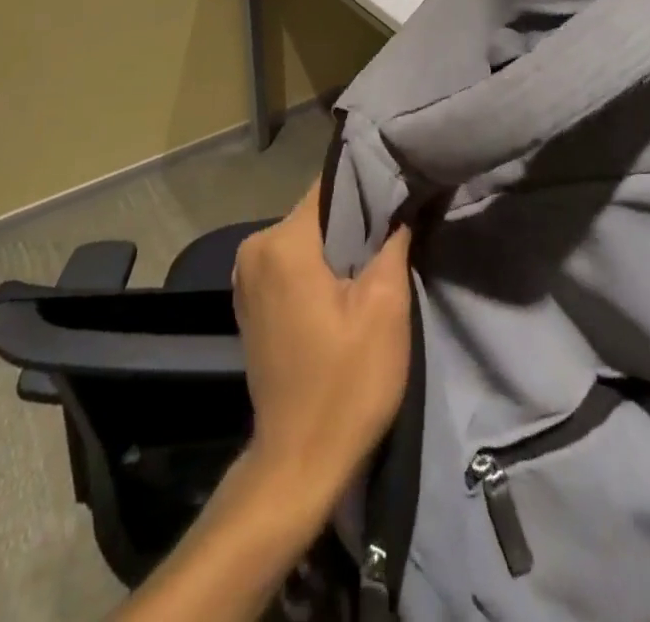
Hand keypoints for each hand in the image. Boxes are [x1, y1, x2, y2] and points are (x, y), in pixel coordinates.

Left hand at [231, 181, 413, 512]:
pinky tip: (347, 286)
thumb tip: (403, 202)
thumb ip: (393, 241)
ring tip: (379, 257)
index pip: (331, 187)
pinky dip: (319, 267)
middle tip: (397, 230)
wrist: (300, 463)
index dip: (370, 186)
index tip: (402, 190)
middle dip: (356, 220)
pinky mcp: (251, 302)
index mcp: (281, 242)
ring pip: (306, 238)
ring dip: (339, 246)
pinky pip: (292, 263)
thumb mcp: (385, 308)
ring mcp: (247, 277)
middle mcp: (254, 249)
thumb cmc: (346, 383)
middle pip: (318, 212)